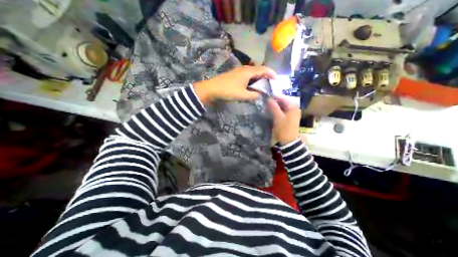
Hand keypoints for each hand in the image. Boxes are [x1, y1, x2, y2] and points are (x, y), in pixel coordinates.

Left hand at [192, 66, 274, 102]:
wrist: (212, 88)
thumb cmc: (228, 90)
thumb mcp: (242, 95)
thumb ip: (253, 95)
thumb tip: (260, 95)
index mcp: (248, 71)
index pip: (264, 69)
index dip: (271, 73)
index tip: (276, 80)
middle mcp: (244, 68)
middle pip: (258, 70)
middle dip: (265, 76)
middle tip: (270, 84)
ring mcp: (239, 71)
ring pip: (252, 72)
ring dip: (258, 78)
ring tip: (262, 85)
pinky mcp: (235, 74)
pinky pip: (247, 75)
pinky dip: (252, 79)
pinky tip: (251, 85)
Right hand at [267, 95, 302, 144]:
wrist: (289, 141)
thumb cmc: (284, 129)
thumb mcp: (278, 117)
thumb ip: (273, 107)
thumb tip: (268, 98)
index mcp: (293, 106)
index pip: (282, 98)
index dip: (273, 96)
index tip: (265, 96)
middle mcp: (294, 108)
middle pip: (283, 102)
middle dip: (274, 102)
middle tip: (265, 102)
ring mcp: (293, 113)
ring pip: (282, 107)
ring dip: (275, 106)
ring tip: (267, 106)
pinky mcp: (290, 117)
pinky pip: (283, 111)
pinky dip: (277, 110)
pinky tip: (271, 111)